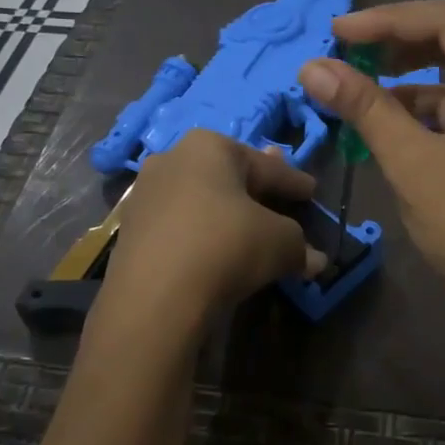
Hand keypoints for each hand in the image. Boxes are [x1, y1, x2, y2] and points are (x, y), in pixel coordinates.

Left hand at [102, 130, 323, 326]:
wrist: (155, 297)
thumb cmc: (226, 247)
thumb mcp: (280, 242)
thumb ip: (300, 244)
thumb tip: (315, 260)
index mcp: (210, 146)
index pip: (266, 166)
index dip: (293, 181)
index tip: (311, 191)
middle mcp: (172, 158)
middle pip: (228, 176)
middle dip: (256, 189)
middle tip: (279, 198)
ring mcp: (145, 194)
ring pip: (199, 199)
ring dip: (225, 212)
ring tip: (247, 227)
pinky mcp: (130, 230)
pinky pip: (179, 226)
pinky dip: (200, 234)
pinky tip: (214, 250)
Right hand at [298, 0, 444, 327]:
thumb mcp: (414, 165)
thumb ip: (366, 109)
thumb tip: (311, 67)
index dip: (391, 20)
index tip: (338, 30)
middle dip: (399, 32)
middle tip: (347, 40)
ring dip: (406, 62)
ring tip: (355, 68)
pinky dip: (416, 96)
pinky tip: (378, 106)